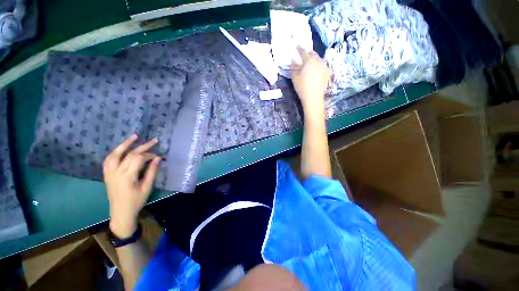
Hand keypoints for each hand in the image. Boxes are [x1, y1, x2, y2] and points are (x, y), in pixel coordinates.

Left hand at [103, 134, 160, 237]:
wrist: (121, 213)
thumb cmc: (136, 201)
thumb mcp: (147, 187)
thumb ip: (152, 171)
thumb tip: (158, 158)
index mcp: (127, 177)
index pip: (139, 159)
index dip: (150, 155)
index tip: (158, 157)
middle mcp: (116, 172)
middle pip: (129, 154)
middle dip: (143, 147)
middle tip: (154, 140)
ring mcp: (109, 173)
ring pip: (115, 154)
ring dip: (124, 145)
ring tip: (134, 137)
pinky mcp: (107, 175)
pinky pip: (108, 160)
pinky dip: (115, 153)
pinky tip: (121, 149)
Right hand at [291, 47, 331, 108]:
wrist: (313, 97)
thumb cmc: (302, 87)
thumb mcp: (295, 78)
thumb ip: (294, 68)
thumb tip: (293, 61)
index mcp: (309, 60)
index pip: (303, 52)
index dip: (299, 49)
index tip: (297, 46)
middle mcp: (318, 61)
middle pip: (312, 54)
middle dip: (307, 54)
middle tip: (303, 55)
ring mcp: (324, 67)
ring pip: (318, 60)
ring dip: (313, 60)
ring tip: (309, 63)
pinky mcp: (327, 73)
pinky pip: (322, 66)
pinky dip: (318, 66)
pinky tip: (316, 70)